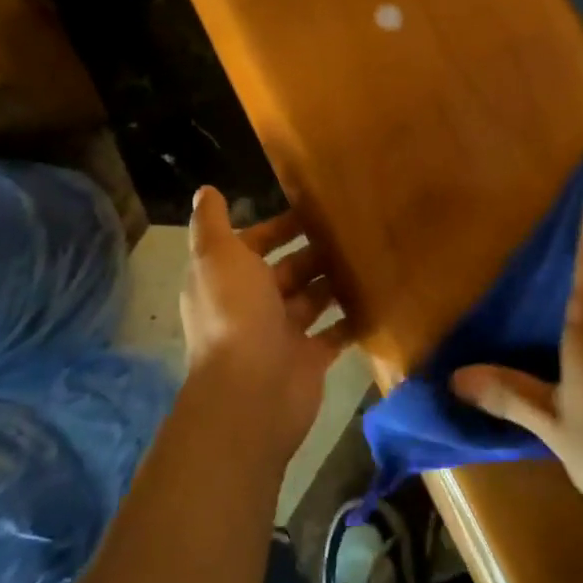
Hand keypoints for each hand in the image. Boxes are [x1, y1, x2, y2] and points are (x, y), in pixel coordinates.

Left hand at [180, 186, 349, 468]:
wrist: (252, 392)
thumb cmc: (235, 314)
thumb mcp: (217, 257)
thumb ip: (211, 223)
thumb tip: (204, 190)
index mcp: (228, 279)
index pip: (254, 244)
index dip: (278, 226)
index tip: (315, 206)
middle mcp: (252, 305)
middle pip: (288, 270)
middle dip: (315, 251)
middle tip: (353, 227)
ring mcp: (282, 334)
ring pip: (313, 298)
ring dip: (335, 280)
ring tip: (370, 253)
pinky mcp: (310, 358)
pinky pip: (335, 332)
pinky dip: (352, 317)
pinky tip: (378, 293)